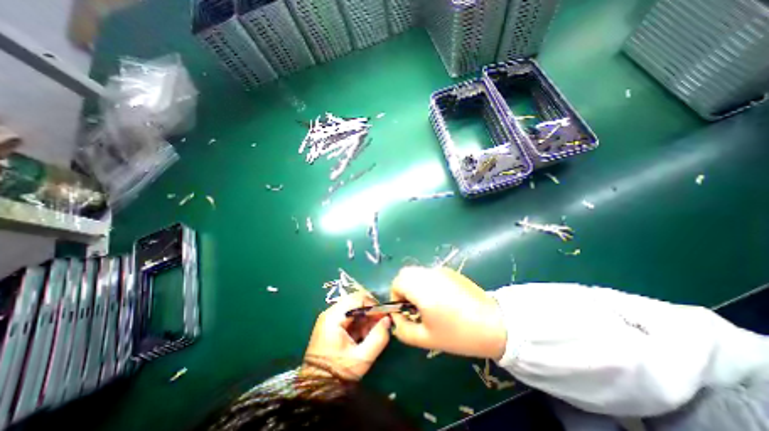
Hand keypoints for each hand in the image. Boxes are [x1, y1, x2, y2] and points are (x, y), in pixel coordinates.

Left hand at [303, 294, 392, 380]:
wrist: (317, 389)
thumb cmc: (338, 372)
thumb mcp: (362, 358)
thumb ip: (378, 337)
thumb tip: (388, 320)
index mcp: (334, 317)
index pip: (357, 298)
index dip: (373, 304)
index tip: (383, 316)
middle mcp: (330, 313)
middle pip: (355, 302)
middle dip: (370, 312)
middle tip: (380, 325)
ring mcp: (329, 319)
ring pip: (353, 309)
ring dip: (365, 318)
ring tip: (372, 333)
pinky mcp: (330, 326)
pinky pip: (348, 317)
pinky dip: (359, 323)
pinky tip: (364, 336)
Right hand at [392, 266, 505, 360]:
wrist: (495, 324)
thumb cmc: (458, 334)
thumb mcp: (426, 338)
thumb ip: (403, 329)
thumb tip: (396, 318)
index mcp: (421, 288)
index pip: (397, 282)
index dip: (396, 296)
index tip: (405, 311)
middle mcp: (429, 274)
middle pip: (406, 273)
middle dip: (404, 288)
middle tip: (413, 306)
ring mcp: (441, 271)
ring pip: (418, 272)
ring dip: (415, 285)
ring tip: (427, 303)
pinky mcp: (451, 272)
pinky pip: (430, 274)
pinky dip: (427, 282)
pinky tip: (442, 299)